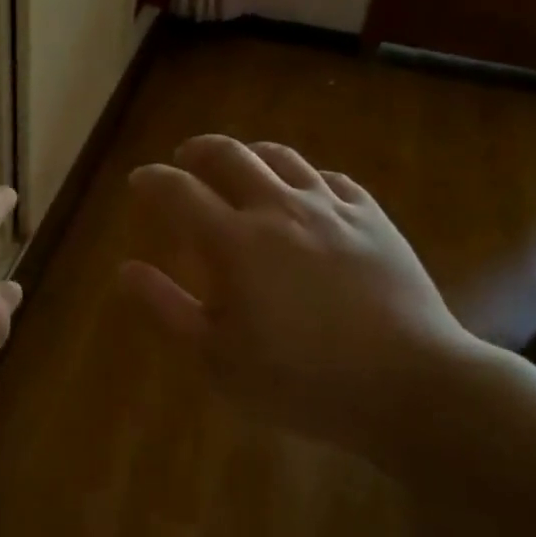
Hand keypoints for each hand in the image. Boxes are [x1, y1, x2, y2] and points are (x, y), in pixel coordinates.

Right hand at [121, 135, 486, 465]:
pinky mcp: (373, 218)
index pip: (178, 191)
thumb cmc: (302, 380)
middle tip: (184, 160)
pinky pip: (332, 179)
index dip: (152, 180)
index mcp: (234, 241)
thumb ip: (167, 308)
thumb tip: (126, 269)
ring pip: (281, 157)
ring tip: (240, 166)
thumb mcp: (218, 357)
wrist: (410, 385)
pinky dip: (305, 178)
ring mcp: (331, 208)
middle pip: (229, 154)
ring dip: (249, 155)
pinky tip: (306, 193)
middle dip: (197, 151)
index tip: (139, 181)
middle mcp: (278, 208)